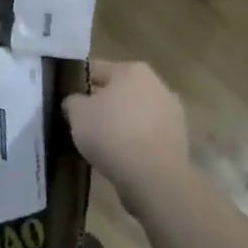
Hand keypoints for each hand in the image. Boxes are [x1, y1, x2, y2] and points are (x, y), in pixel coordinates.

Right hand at [63, 60, 190, 204]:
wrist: (154, 177)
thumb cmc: (112, 133)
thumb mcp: (77, 113)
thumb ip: (73, 101)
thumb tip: (76, 103)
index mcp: (132, 70)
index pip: (96, 70)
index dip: (79, 84)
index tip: (68, 100)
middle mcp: (158, 85)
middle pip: (120, 92)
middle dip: (103, 104)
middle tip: (84, 122)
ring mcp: (173, 114)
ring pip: (136, 114)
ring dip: (121, 124)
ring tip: (101, 143)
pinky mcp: (180, 142)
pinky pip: (148, 136)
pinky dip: (135, 143)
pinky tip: (121, 157)